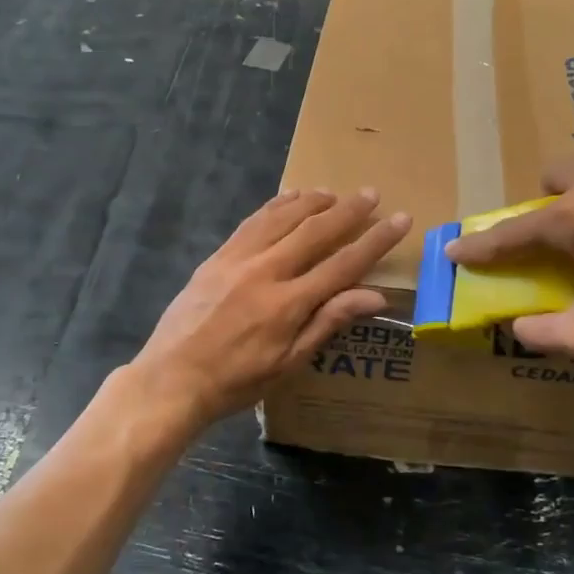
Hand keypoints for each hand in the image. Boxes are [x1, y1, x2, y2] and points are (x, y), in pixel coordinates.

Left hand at [133, 189, 410, 426]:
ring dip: (312, 201)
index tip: (400, 219)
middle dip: (348, 210)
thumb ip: (329, 322)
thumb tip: (375, 296)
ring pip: (282, 218)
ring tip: (333, 192)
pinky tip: (288, 198)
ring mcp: (238, 259)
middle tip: (371, 193)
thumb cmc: (237, 380)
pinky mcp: (218, 256)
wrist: (173, 377)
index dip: (375, 240)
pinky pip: (252, 222)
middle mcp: (266, 271)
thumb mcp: (289, 363)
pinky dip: (275, 206)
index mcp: (289, 303)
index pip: (343, 264)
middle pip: (315, 231)